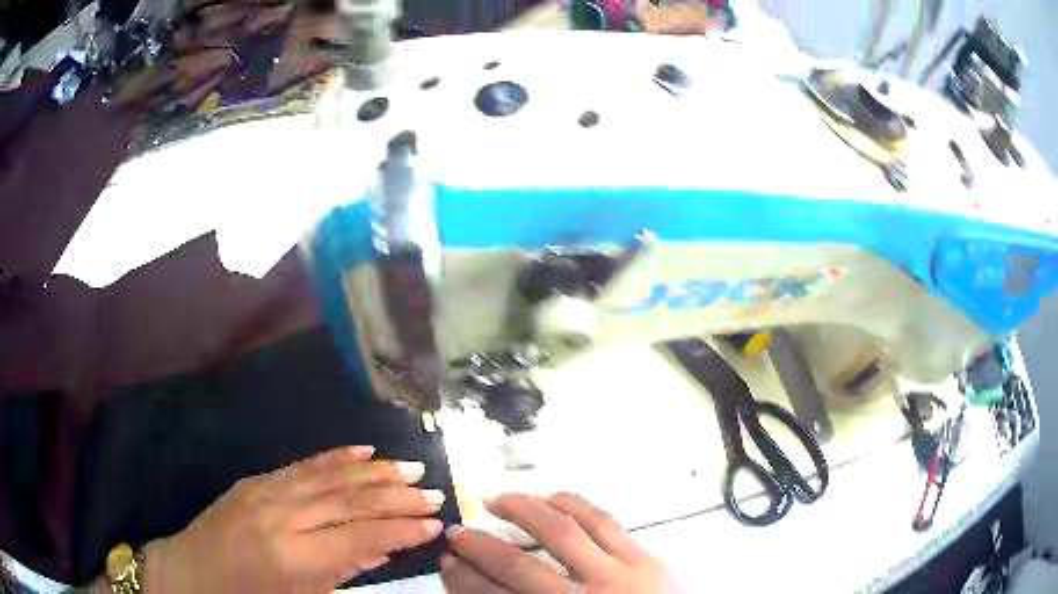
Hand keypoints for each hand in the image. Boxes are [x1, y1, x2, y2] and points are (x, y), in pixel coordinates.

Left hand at [144, 446, 445, 592]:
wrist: (190, 574)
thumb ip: (342, 574)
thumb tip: (379, 550)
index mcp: (294, 558)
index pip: (360, 537)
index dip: (400, 530)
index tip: (434, 523)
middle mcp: (282, 518)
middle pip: (348, 501)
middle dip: (395, 496)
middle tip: (432, 490)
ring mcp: (264, 493)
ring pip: (328, 477)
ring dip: (373, 471)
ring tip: (409, 467)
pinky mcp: (254, 481)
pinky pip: (301, 465)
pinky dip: (334, 457)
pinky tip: (360, 450)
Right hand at [441, 493, 680, 592]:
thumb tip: (482, 586)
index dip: (464, 579)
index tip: (448, 562)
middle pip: (518, 568)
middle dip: (480, 548)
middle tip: (458, 532)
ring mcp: (618, 576)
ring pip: (562, 532)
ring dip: (522, 510)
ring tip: (497, 499)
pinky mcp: (646, 557)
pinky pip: (603, 520)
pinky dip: (572, 503)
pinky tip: (550, 495)